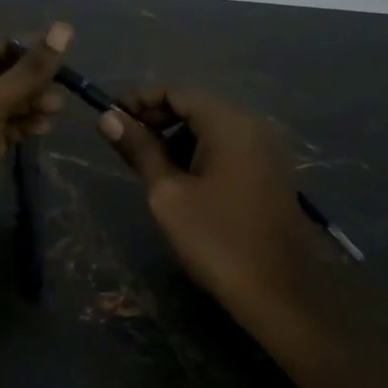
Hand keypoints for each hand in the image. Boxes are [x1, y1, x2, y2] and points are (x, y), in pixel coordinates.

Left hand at [0, 24, 71, 281]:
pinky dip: (26, 123)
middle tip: (64, 83)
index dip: (18, 47)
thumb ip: (27, 71)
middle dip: (29, 77)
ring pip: (4, 102)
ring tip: (59, 106)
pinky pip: (5, 127)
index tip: (55, 52)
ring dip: (31, 101)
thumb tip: (64, 29)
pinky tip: (47, 124)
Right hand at [97, 90, 325, 300]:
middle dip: (156, 119)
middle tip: (124, 144)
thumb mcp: (167, 193)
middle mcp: (251, 127)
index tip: (110, 119)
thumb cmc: (216, 239)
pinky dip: (197, 153)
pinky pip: (226, 148)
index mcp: (228, 124)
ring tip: (147, 166)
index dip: (139, 101)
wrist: (280, 295)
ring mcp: (263, 151)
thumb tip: (107, 117)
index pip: (176, 92)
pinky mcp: (267, 174)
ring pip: (210, 129)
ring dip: (175, 138)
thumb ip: (139, 150)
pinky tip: (178, 181)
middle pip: (195, 106)